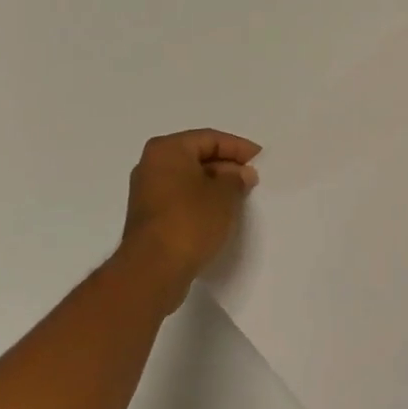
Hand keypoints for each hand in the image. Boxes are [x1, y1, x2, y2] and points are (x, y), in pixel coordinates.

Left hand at [116, 129, 261, 306]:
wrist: (153, 269)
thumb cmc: (190, 221)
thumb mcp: (224, 195)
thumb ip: (236, 179)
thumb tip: (241, 174)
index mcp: (167, 149)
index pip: (209, 138)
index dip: (238, 147)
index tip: (260, 159)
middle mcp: (152, 164)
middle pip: (197, 157)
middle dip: (226, 166)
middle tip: (252, 179)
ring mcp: (147, 192)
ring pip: (188, 179)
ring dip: (214, 185)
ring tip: (241, 197)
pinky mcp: (149, 216)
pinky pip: (180, 198)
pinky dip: (200, 201)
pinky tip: (220, 214)